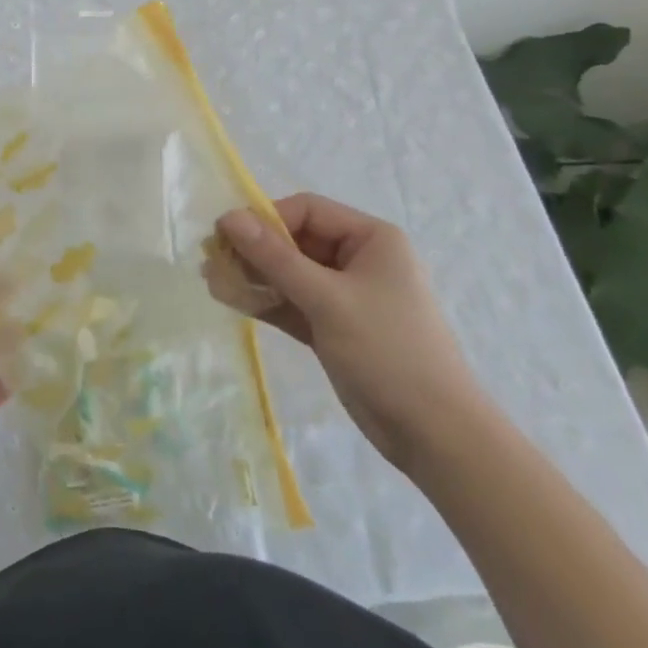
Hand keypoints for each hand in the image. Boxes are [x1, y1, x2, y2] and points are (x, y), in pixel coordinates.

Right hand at [214, 194, 490, 471]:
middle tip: (211, 261)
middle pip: (295, 241)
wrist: (436, 436)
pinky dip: (265, 301)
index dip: (265, 219)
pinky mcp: (334, 326)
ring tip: (212, 280)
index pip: (307, 211)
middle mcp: (358, 259)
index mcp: (371, 239)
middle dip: (254, 250)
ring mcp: (345, 295)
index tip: (226, 236)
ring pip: (289, 274)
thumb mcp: (327, 299)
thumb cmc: (388, 352)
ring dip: (253, 276)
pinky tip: (230, 299)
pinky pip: (292, 302)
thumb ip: (275, 258)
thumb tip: (228, 217)